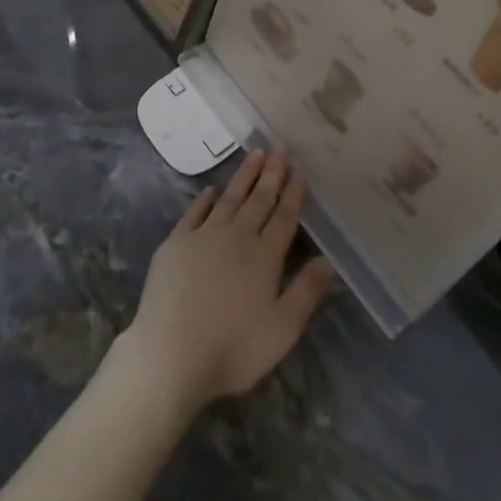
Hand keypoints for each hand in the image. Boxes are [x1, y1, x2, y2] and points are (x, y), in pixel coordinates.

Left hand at [119, 149, 333, 412]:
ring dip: (243, 176)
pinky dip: (205, 199)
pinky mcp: (176, 242)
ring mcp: (204, 236)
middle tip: (279, 147)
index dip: (293, 194)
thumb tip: (329, 260)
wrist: (171, 353)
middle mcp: (236, 236)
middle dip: (271, 173)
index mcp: (264, 256)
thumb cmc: (232, 349)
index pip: (284, 217)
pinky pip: (195, 212)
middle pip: (258, 199)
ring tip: (254, 153)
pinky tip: (211, 190)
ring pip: (229, 198)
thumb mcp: (282, 330)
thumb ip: (306, 292)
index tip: (299, 171)